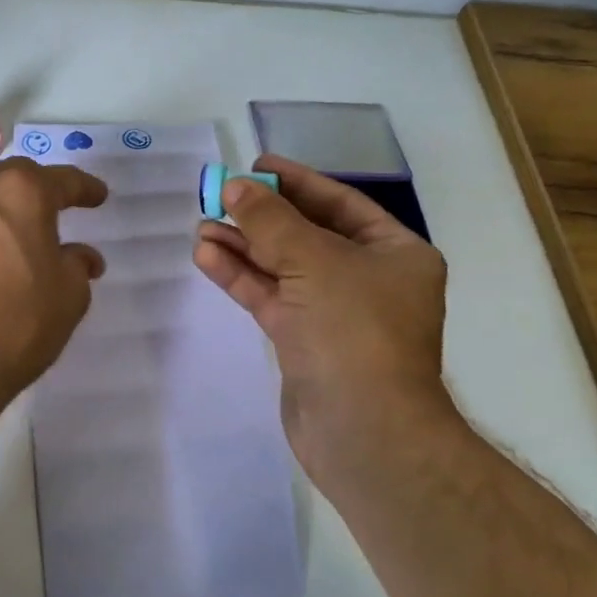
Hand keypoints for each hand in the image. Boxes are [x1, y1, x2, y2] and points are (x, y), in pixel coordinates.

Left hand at [0, 158, 108, 422]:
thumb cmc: (14, 321)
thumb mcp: (68, 296)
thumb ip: (77, 266)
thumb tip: (80, 256)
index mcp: (20, 191)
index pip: (61, 180)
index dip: (84, 189)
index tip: (98, 197)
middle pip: (13, 180)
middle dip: (37, 192)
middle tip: (56, 211)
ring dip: (2, 214)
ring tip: (19, 238)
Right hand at [193, 155, 450, 485]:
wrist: (364, 431)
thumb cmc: (355, 330)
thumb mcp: (315, 261)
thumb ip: (271, 220)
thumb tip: (235, 186)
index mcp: (394, 253)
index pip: (340, 203)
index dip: (297, 182)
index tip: (256, 165)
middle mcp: (368, 278)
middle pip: (307, 234)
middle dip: (262, 216)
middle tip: (219, 195)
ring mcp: (334, 312)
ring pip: (283, 267)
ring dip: (244, 246)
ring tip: (202, 224)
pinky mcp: (304, 341)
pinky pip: (270, 297)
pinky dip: (241, 277)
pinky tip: (207, 255)